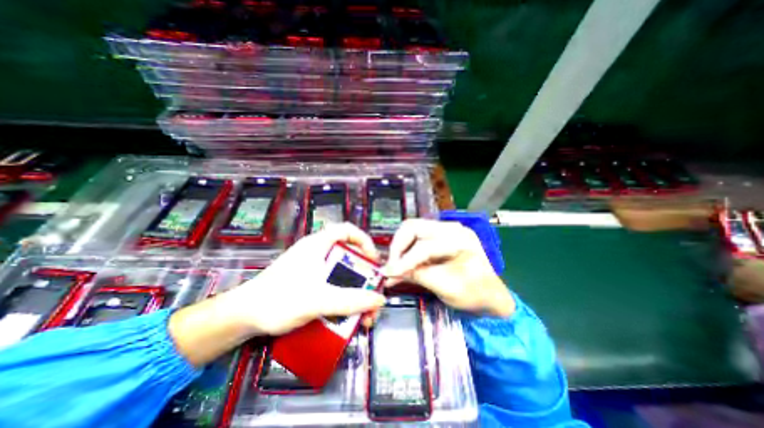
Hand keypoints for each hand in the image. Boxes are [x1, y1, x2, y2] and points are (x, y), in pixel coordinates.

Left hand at [225, 223, 384, 335]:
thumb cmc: (279, 299)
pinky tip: (345, 316)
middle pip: (347, 256)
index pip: (347, 230)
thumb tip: (379, 299)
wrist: (242, 317)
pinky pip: (331, 285)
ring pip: (341, 274)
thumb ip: (351, 300)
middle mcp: (317, 252)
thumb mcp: (319, 299)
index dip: (364, 241)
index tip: (373, 261)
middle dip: (363, 276)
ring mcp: (311, 268)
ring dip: (354, 292)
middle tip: (371, 294)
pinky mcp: (307, 282)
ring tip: (362, 314)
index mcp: (318, 244)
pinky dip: (342, 297)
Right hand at [382, 220, 512, 315]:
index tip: (388, 273)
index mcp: (460, 240)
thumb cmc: (476, 294)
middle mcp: (451, 228)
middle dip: (398, 246)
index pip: (424, 246)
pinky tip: (401, 263)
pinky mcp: (439, 236)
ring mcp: (445, 230)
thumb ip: (418, 276)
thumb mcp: (447, 288)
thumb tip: (390, 273)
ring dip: (400, 247)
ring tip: (395, 265)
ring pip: (412, 229)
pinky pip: (416, 237)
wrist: (492, 295)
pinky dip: (406, 249)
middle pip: (414, 227)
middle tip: (390, 266)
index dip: (404, 260)